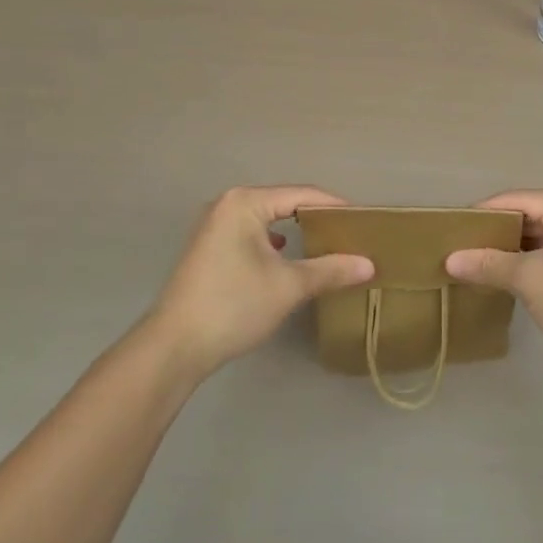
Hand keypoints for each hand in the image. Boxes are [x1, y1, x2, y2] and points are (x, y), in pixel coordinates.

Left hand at [148, 186, 374, 377]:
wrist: (173, 347)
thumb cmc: (233, 306)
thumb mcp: (288, 286)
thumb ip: (330, 270)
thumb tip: (369, 264)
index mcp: (245, 202)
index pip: (302, 194)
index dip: (335, 206)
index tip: (363, 221)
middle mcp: (227, 204)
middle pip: (283, 203)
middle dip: (315, 218)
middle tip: (347, 234)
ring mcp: (212, 225)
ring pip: (266, 219)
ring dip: (294, 231)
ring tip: (324, 245)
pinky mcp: (207, 248)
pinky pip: (250, 233)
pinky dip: (272, 243)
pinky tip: (285, 258)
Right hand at [446, 190, 542, 369]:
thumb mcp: (528, 279)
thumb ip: (488, 264)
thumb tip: (450, 260)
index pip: (516, 200)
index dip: (482, 214)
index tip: (452, 229)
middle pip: (530, 215)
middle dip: (497, 233)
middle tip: (462, 248)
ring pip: (542, 235)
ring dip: (514, 249)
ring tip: (479, 262)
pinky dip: (532, 260)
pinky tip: (509, 275)